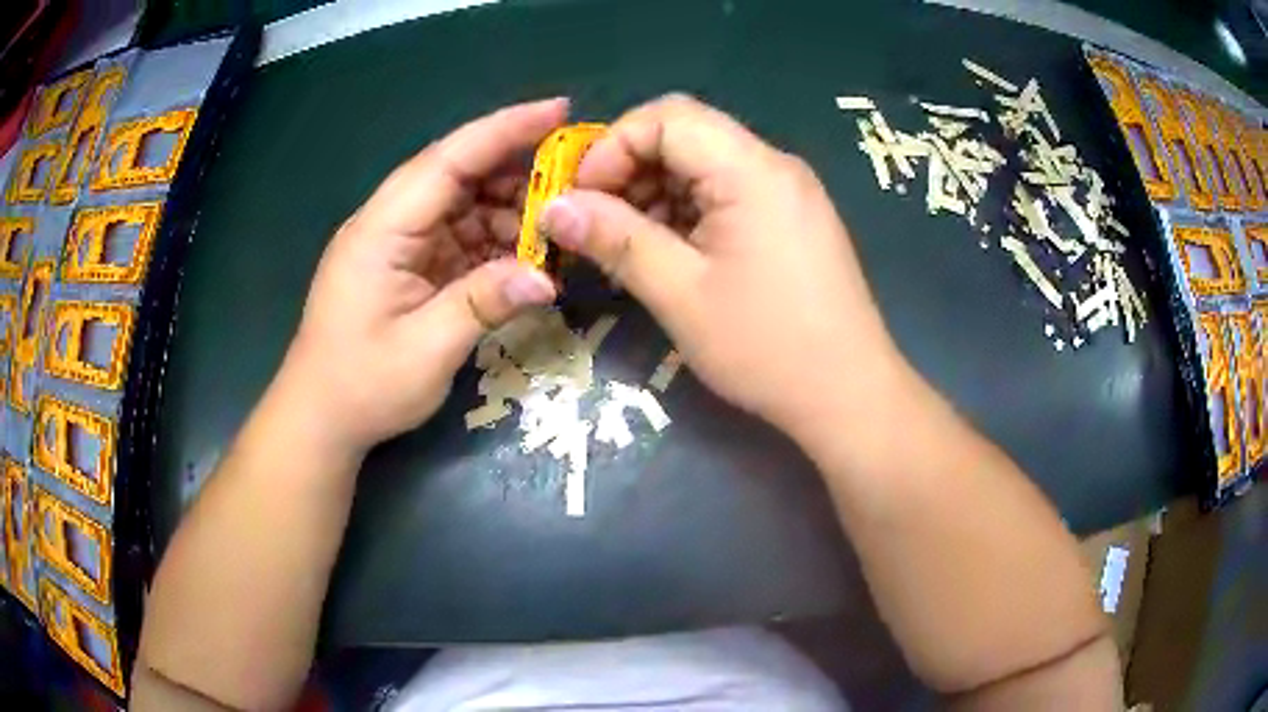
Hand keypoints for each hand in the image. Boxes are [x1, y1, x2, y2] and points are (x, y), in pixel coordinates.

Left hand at [278, 99, 565, 453]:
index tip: (558, 110)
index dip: (504, 130)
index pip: (448, 161)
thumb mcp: (426, 350)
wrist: (319, 418)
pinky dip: (492, 238)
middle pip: (457, 173)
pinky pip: (455, 234)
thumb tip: (548, 278)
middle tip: (575, 178)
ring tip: (556, 224)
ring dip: (508, 208)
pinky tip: (523, 252)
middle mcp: (388, 222)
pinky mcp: (405, 262)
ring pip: (461, 203)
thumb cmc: (361, 386)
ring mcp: (396, 242)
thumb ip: (484, 304)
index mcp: (382, 229)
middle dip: (516, 169)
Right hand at [540, 95, 906, 435]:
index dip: (613, 146)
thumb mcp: (680, 293)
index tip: (581, 197)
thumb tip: (552, 208)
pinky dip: (688, 211)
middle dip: (630, 168)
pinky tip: (669, 253)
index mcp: (752, 169)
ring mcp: (787, 193)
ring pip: (704, 165)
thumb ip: (614, 239)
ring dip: (656, 193)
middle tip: (596, 222)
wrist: (849, 395)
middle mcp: (774, 166)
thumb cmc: (767, 347)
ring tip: (627, 245)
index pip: (667, 117)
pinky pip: (728, 193)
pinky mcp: (791, 220)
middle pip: (686, 134)